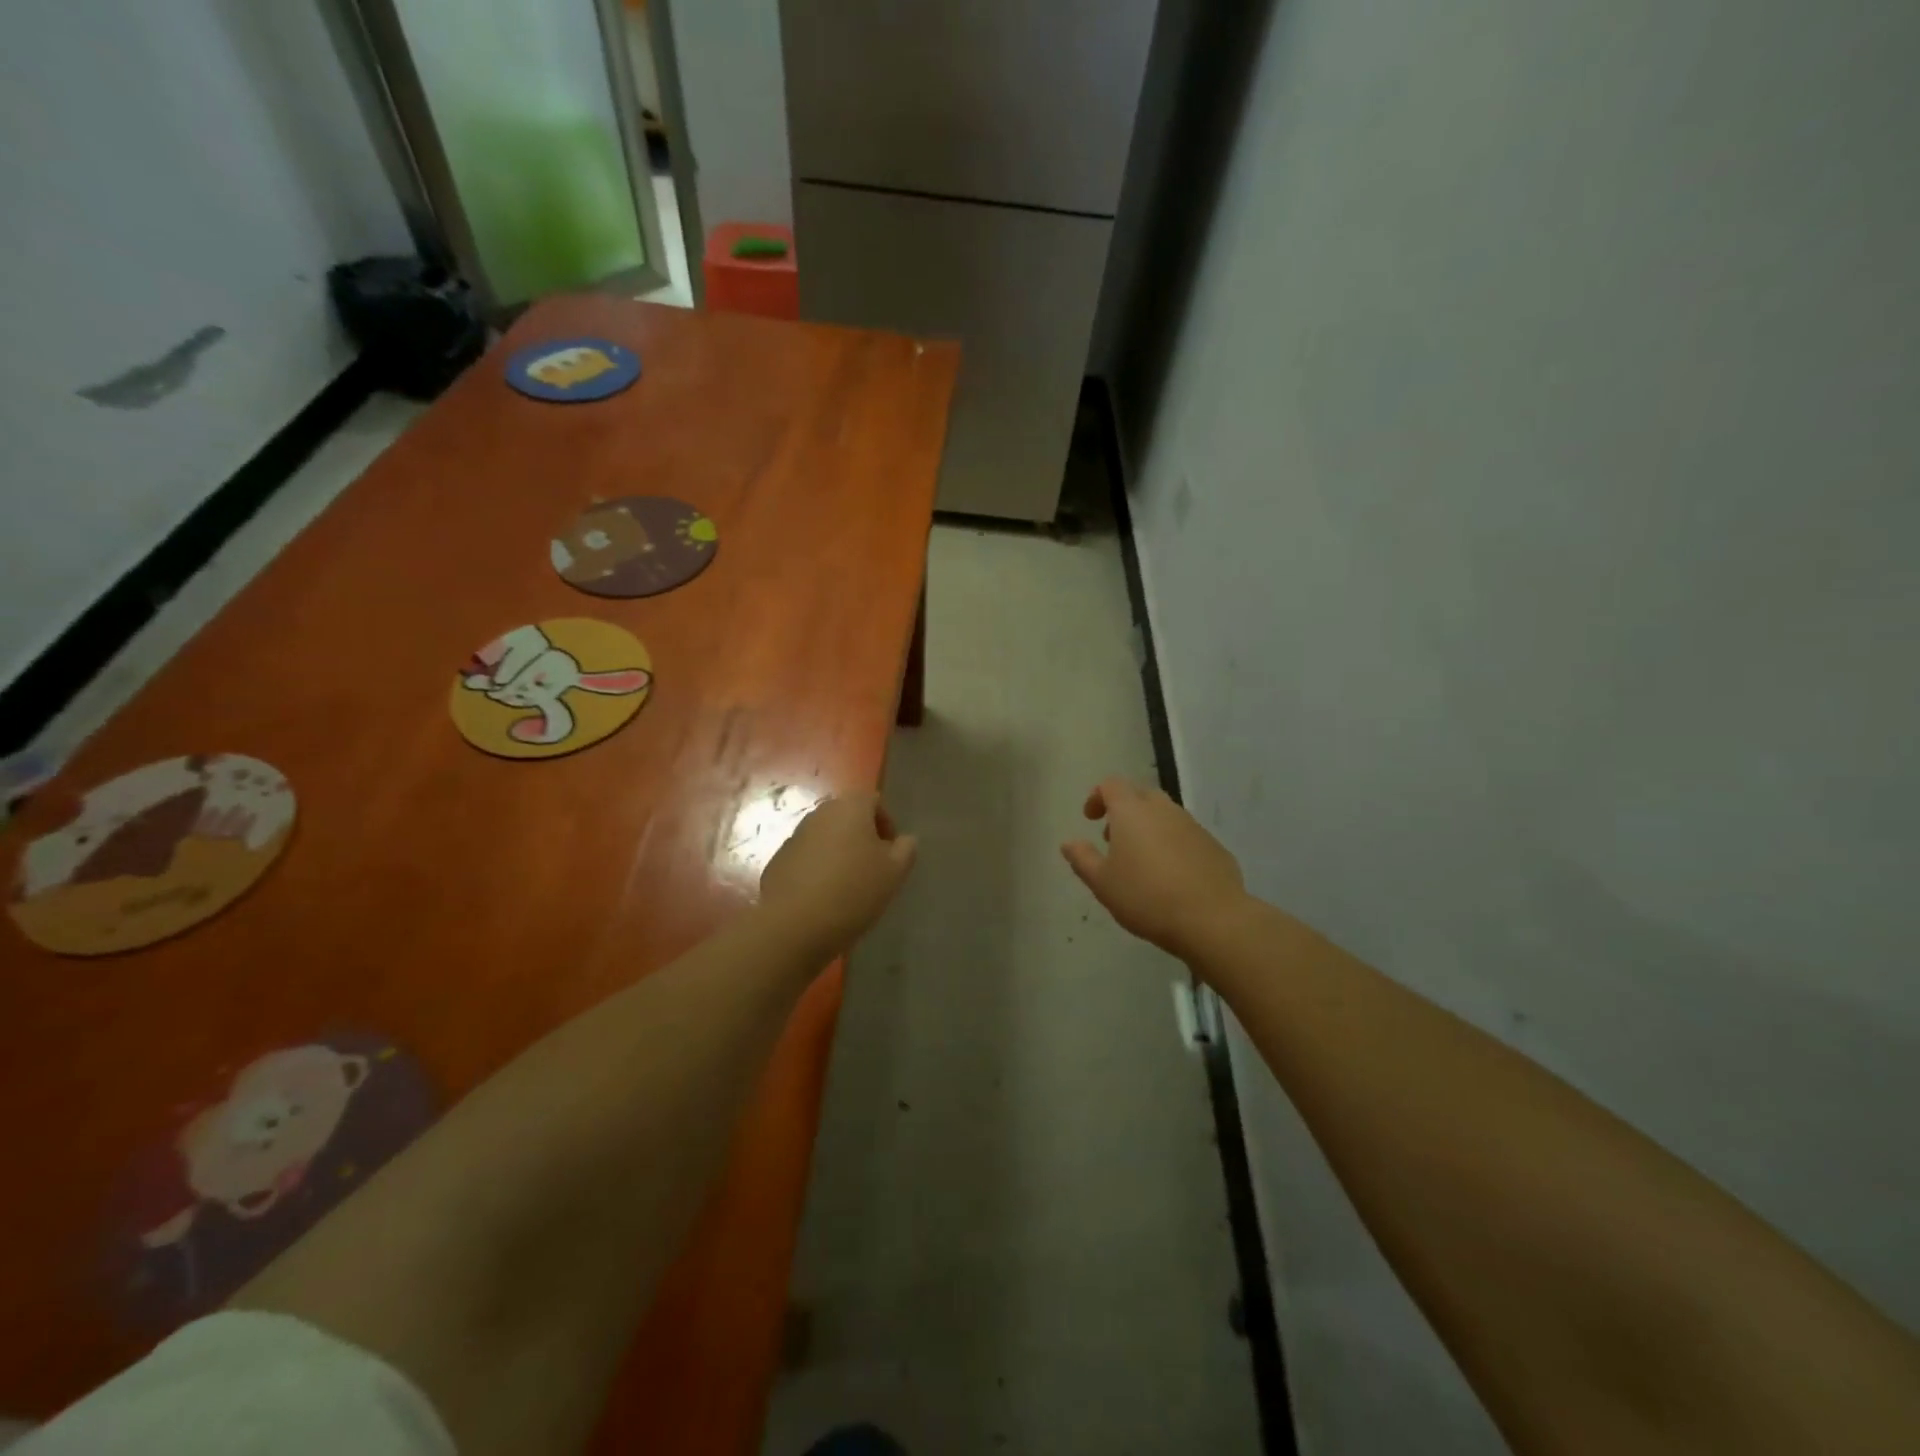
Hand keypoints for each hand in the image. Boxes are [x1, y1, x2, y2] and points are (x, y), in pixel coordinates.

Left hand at [760, 792, 917, 955]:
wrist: (794, 924)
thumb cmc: (853, 891)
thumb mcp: (894, 872)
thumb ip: (906, 849)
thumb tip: (904, 840)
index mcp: (850, 807)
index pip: (874, 801)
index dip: (887, 824)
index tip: (891, 854)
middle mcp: (820, 813)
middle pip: (848, 817)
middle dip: (862, 838)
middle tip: (873, 869)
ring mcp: (795, 836)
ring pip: (826, 837)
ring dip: (839, 853)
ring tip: (848, 886)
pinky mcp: (778, 860)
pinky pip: (807, 857)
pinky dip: (818, 869)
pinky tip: (823, 897)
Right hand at [1061, 777, 1246, 960]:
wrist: (1212, 918)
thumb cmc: (1146, 897)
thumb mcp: (1102, 883)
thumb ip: (1082, 859)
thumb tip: (1068, 843)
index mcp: (1131, 811)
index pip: (1111, 784)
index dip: (1097, 796)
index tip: (1090, 819)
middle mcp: (1163, 809)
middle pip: (1140, 794)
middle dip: (1124, 810)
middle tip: (1113, 839)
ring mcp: (1192, 825)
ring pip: (1165, 814)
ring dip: (1149, 827)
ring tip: (1141, 861)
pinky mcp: (1214, 845)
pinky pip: (1186, 835)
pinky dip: (1172, 844)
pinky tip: (1171, 876)